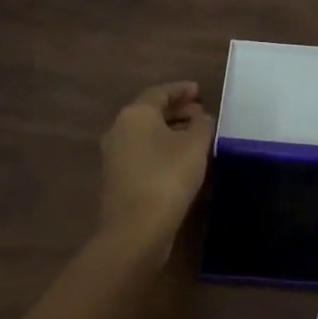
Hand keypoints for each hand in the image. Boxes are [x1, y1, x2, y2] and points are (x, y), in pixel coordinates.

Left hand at [99, 82, 215, 260]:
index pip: (160, 92)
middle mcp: (119, 129)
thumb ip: (202, 125)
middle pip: (151, 112)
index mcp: (135, 114)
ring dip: (171, 131)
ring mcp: (115, 156)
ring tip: (196, 136)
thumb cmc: (168, 177)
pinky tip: (181, 159)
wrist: (135, 229)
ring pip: (146, 134)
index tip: (200, 91)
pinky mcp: (117, 179)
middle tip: (201, 113)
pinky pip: (143, 152)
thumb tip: (202, 118)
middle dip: (177, 110)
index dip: (182, 90)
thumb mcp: (195, 145)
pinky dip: (162, 149)